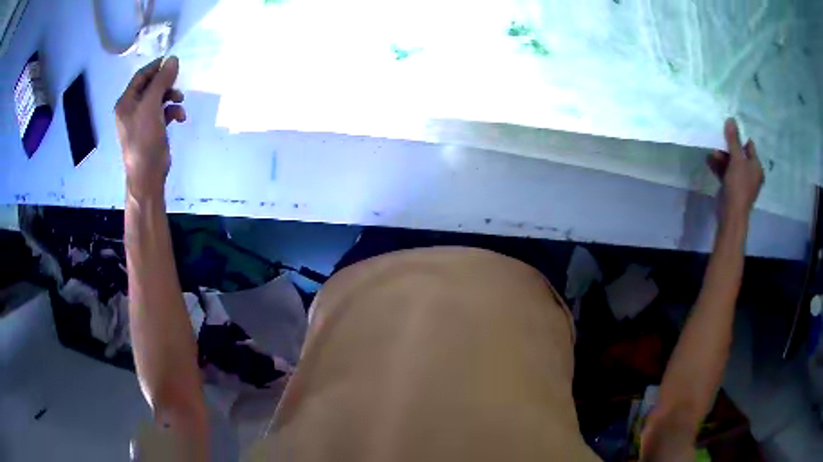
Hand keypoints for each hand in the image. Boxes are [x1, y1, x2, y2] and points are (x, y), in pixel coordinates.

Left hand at [115, 56, 185, 199]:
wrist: (147, 173)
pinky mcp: (152, 129)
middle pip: (151, 86)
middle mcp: (132, 109)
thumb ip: (162, 81)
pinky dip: (173, 112)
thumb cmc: (144, 138)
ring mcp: (141, 120)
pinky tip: (180, 117)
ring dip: (171, 97)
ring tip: (181, 101)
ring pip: (159, 98)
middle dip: (166, 83)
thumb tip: (173, 59)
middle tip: (179, 80)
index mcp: (126, 102)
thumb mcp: (151, 105)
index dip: (156, 67)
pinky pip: (163, 113)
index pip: (141, 76)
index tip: (173, 61)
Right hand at [706, 118, 763, 222]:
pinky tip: (709, 160)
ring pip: (731, 163)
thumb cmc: (739, 186)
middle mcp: (751, 173)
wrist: (731, 214)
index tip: (727, 130)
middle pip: (739, 154)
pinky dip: (719, 166)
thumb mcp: (737, 160)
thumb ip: (734, 140)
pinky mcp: (732, 188)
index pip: (749, 146)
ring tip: (711, 153)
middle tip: (717, 140)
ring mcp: (741, 182)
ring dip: (721, 157)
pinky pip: (726, 173)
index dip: (739, 137)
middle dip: (728, 147)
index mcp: (756, 167)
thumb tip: (731, 119)